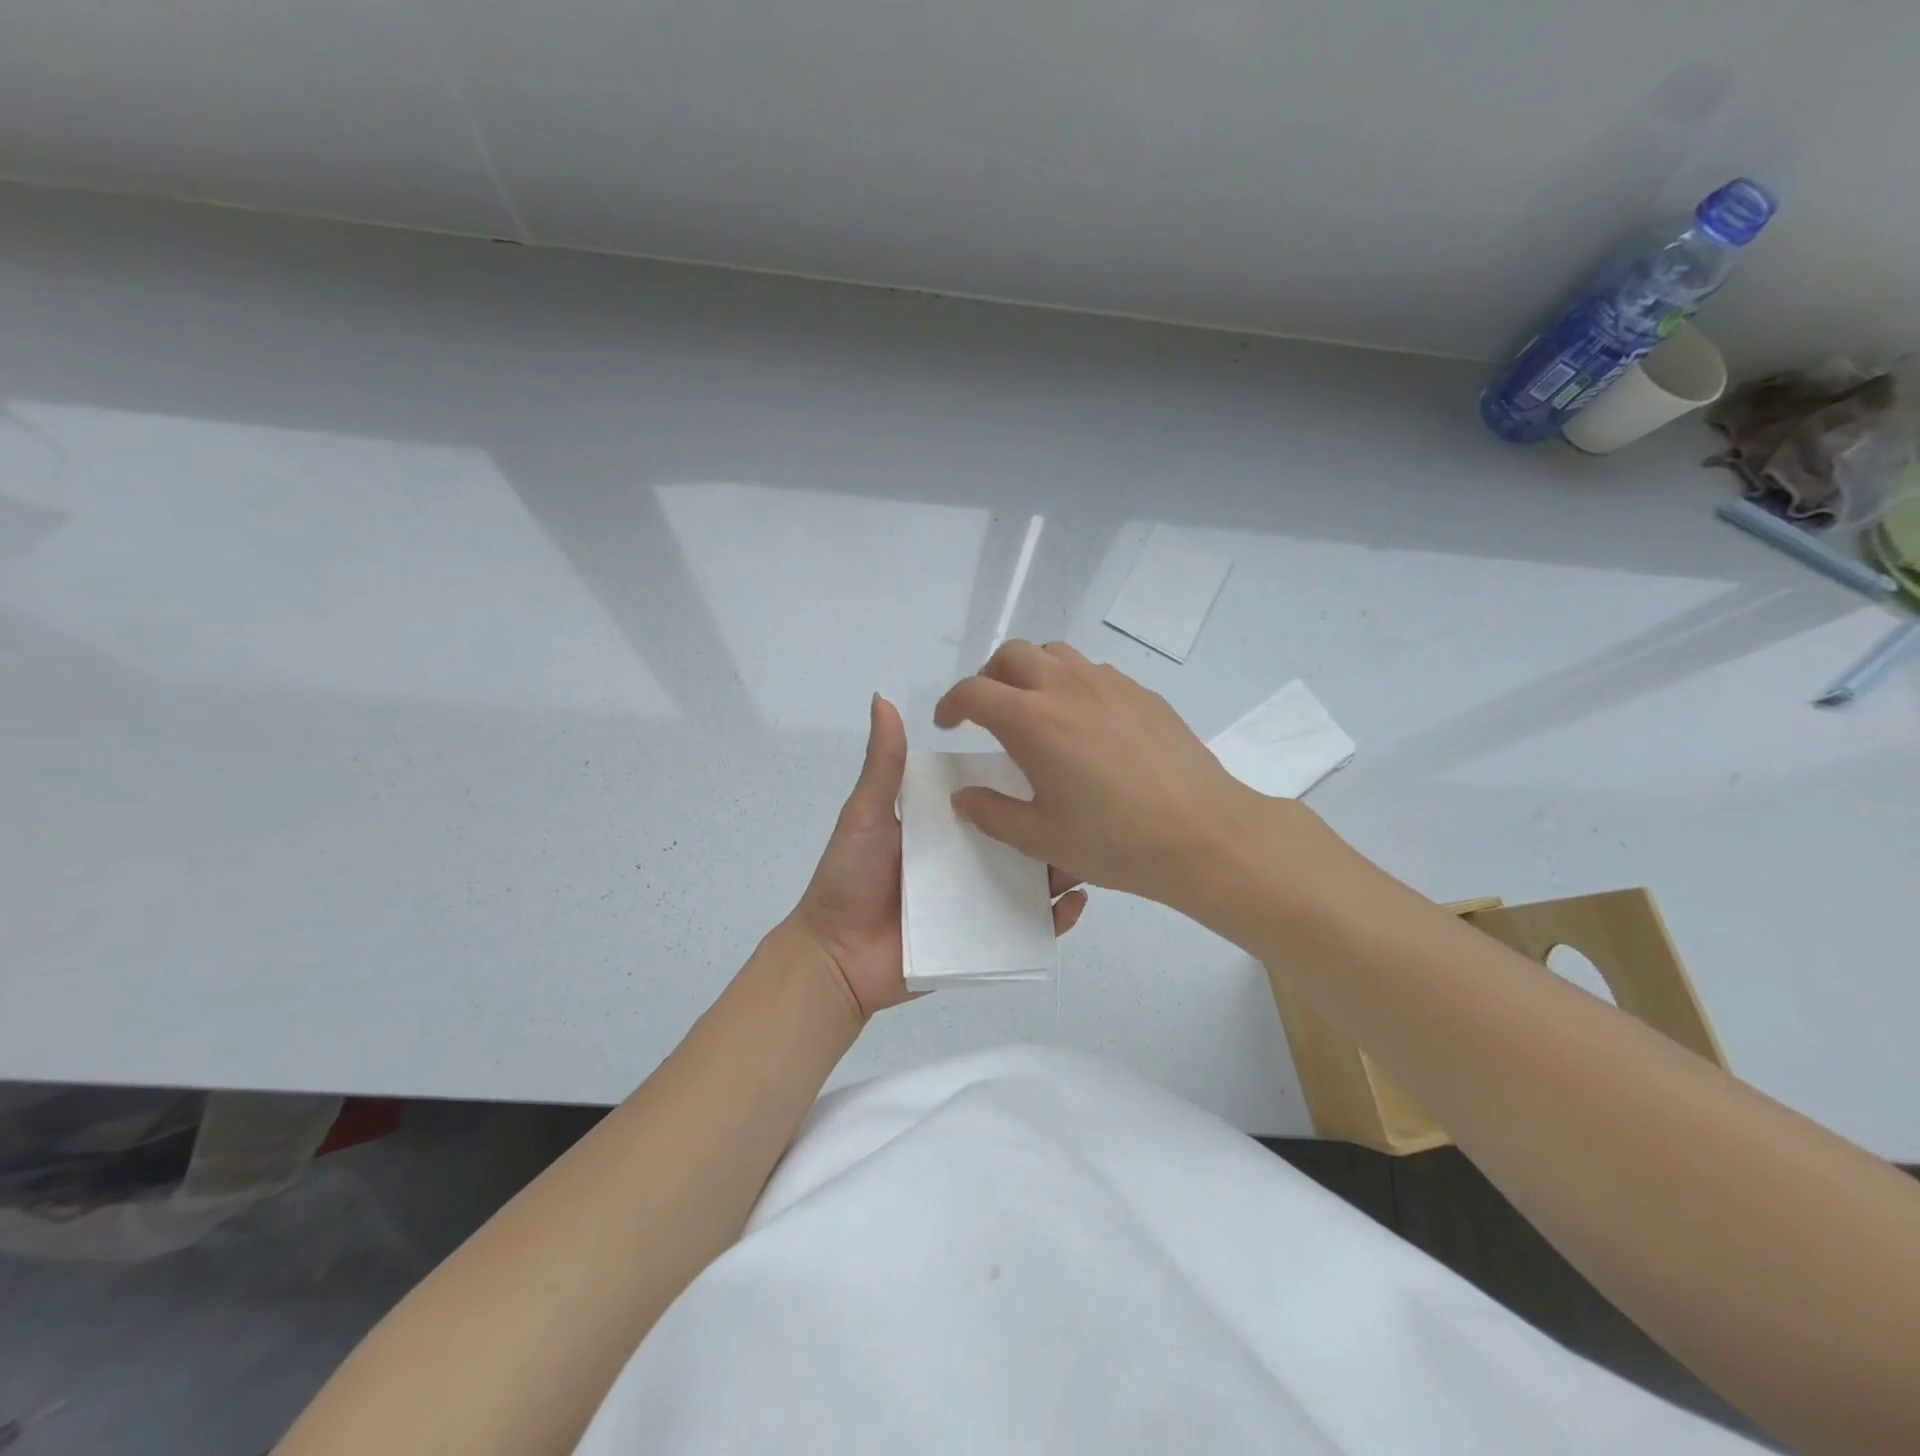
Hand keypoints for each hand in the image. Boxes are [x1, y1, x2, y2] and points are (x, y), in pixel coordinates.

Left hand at [789, 693, 1088, 1019]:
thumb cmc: (849, 879)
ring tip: (1092, 851)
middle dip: (1053, 824)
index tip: (1056, 754)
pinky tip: (1077, 900)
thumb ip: (883, 764)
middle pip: (1021, 839)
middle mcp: (969, 861)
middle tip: (1088, 805)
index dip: (1020, 781)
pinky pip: (1031, 930)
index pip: (993, 798)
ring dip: (1064, 867)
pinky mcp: (987, 942)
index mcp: (946, 828)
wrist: (835, 958)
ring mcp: (981, 902)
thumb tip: (882, 698)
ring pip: (1034, 882)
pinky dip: (1057, 919)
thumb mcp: (866, 814)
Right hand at [933, 641, 1281, 909]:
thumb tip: (964, 797)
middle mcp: (1067, 687)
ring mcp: (1110, 684)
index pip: (974, 692)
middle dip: (988, 677)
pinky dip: (1072, 683)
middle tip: (988, 712)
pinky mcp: (1143, 693)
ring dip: (1031, 672)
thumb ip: (992, 814)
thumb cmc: (1116, 840)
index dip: (951, 704)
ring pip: (1055, 653)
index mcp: (1033, 721)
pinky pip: (1094, 671)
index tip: (948, 724)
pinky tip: (1085, 724)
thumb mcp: (1042, 838)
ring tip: (1035, 710)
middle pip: (1011, 654)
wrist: (1204, 834)